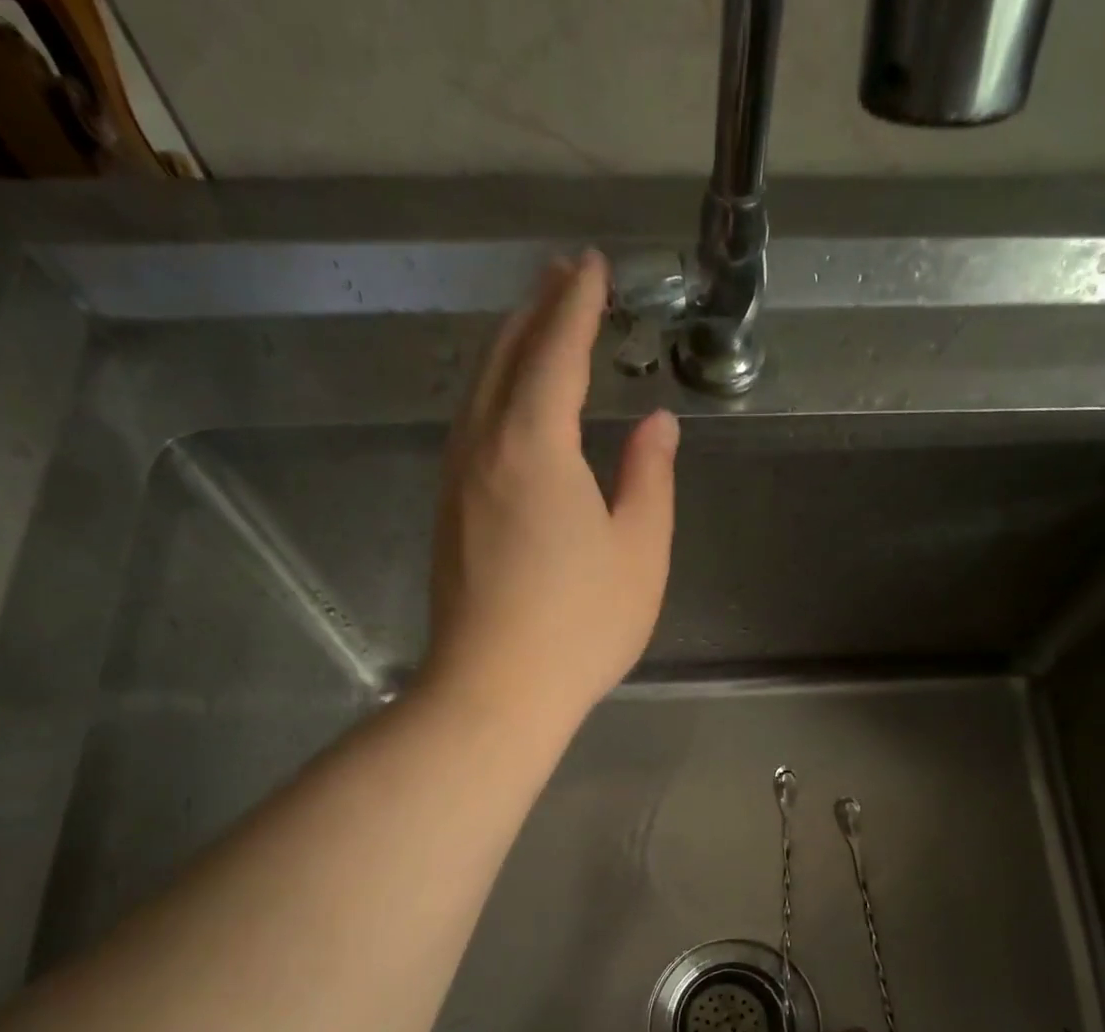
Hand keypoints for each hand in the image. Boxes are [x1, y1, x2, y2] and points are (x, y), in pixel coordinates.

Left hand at [423, 250, 677, 729]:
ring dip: (509, 349)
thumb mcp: (639, 552)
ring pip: (479, 390)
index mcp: (535, 444)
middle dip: (537, 310)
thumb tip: (656, 424)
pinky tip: (509, 405)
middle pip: (506, 357)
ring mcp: (457, 481)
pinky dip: (494, 393)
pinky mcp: (449, 514)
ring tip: (537, 326)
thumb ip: (648, 477)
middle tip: (564, 277)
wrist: (493, 692)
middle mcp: (484, 447)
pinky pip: (470, 427)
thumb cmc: (580, 625)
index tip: (592, 266)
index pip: (556, 351)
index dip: (576, 304)